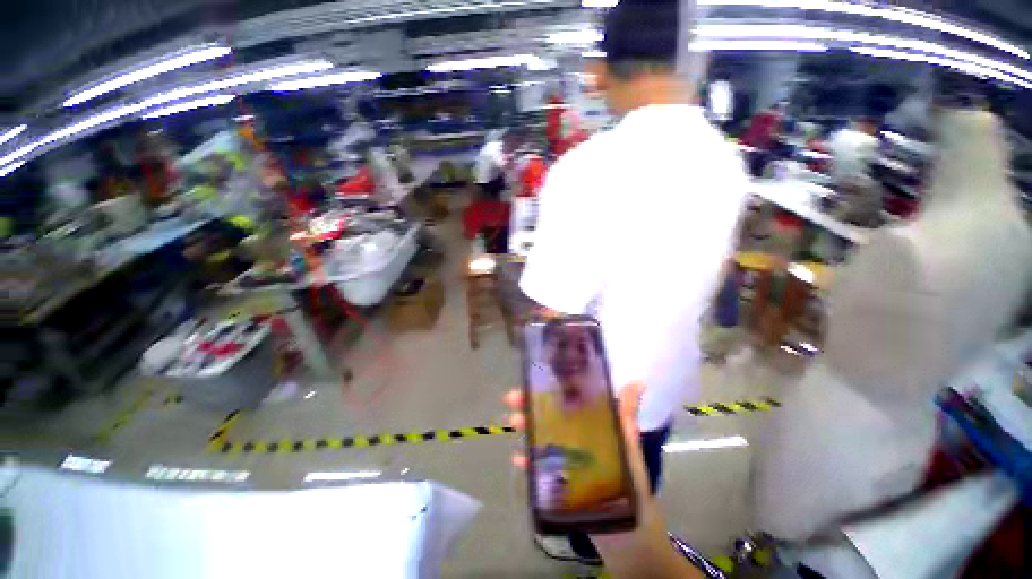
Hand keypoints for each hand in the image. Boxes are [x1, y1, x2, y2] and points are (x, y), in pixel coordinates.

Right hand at [504, 383, 651, 525]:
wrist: (626, 527)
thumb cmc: (629, 478)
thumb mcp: (628, 442)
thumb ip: (627, 414)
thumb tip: (639, 383)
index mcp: (588, 422)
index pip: (565, 398)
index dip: (550, 387)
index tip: (534, 378)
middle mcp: (573, 434)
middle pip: (548, 414)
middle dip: (529, 403)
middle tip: (513, 399)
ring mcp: (563, 455)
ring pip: (539, 435)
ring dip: (525, 426)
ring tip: (514, 423)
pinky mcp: (556, 477)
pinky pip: (537, 466)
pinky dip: (527, 461)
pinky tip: (519, 459)